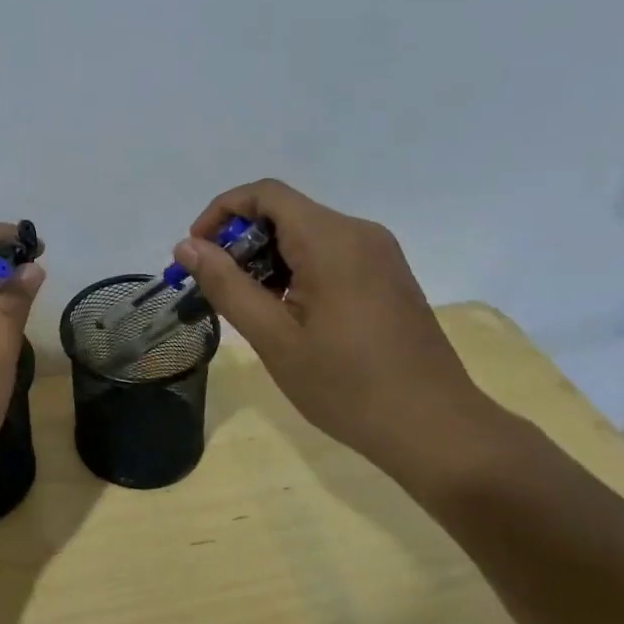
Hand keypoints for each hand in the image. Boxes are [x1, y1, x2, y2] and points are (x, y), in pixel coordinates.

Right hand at [174, 179, 513, 484]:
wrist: (436, 429)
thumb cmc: (348, 386)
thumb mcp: (274, 338)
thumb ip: (227, 285)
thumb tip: (187, 246)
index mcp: (332, 240)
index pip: (265, 194)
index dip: (222, 211)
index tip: (197, 252)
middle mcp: (359, 233)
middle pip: (285, 212)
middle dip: (241, 241)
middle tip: (216, 288)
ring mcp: (380, 254)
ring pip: (307, 234)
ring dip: (267, 258)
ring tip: (248, 306)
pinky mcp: (388, 276)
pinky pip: (330, 254)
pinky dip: (296, 270)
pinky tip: (287, 313)